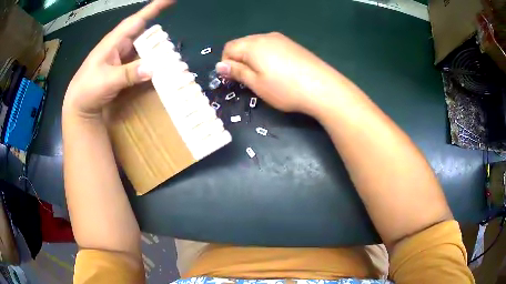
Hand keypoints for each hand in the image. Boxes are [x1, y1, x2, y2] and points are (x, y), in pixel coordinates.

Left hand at [63, 0, 174, 118]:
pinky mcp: (123, 69)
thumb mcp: (106, 81)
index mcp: (114, 42)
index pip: (136, 20)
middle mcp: (120, 46)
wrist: (78, 106)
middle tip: (171, 45)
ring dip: (155, 51)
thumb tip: (153, 68)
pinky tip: (157, 69)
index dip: (154, 8)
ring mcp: (122, 58)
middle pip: (143, 34)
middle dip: (158, 35)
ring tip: (168, 58)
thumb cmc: (87, 90)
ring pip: (143, 48)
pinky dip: (150, 63)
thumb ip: (129, 74)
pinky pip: (140, 61)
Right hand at [216, 32, 345, 116]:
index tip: (232, 79)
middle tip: (247, 79)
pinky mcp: (292, 44)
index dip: (226, 64)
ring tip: (262, 76)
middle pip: (242, 44)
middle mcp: (265, 37)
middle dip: (238, 60)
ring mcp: (281, 39)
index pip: (228, 48)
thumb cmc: (285, 89)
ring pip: (257, 45)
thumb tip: (220, 65)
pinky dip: (266, 56)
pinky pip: (271, 46)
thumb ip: (237, 72)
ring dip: (252, 58)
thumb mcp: (257, 84)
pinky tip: (277, 70)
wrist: (323, 87)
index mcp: (253, 45)